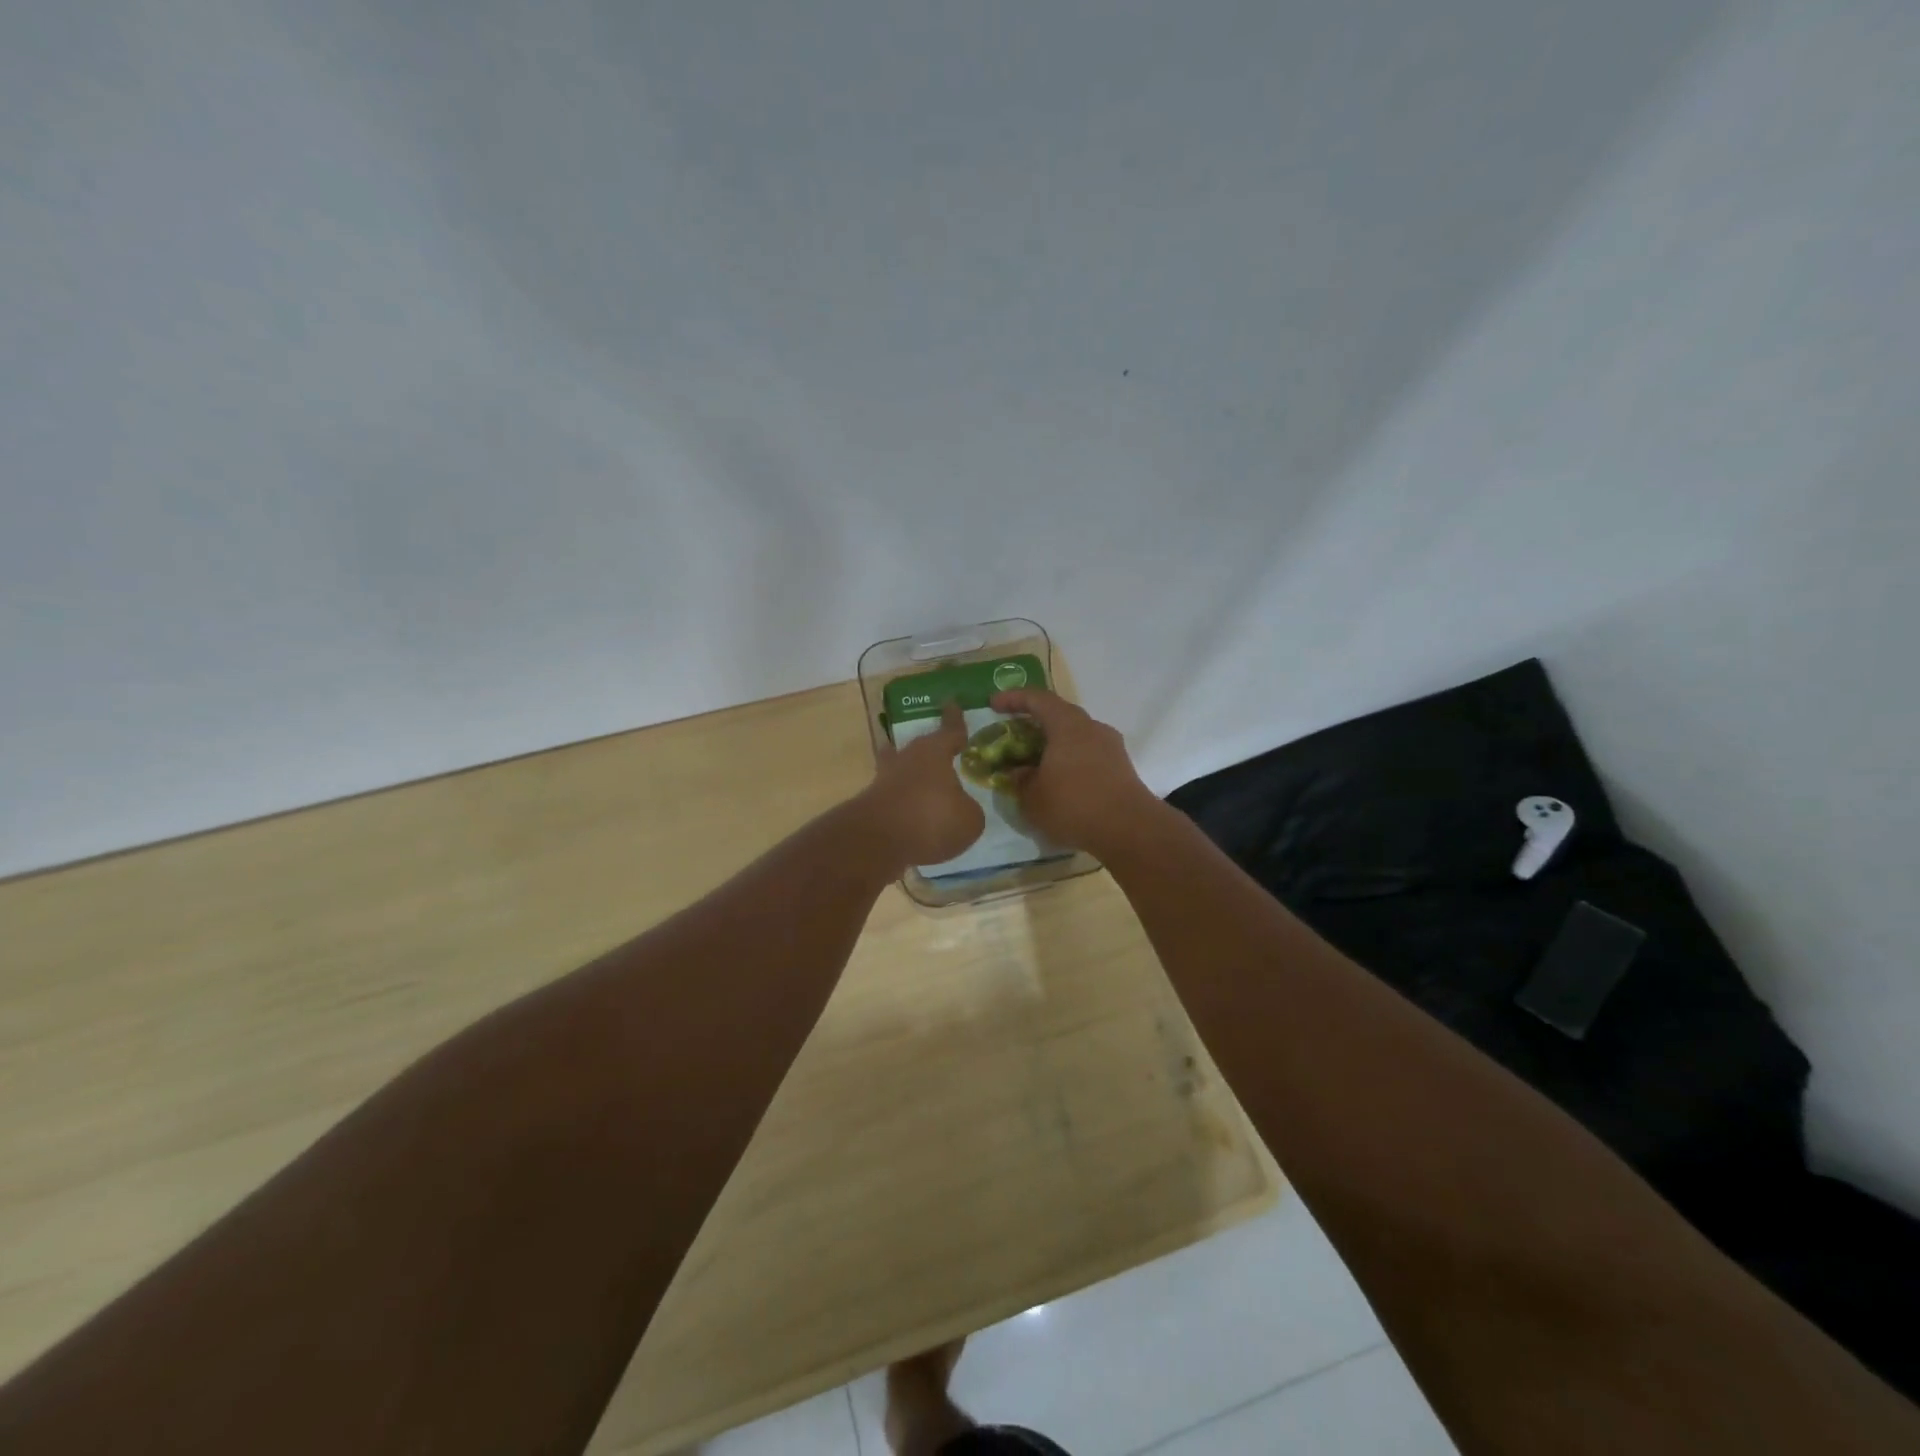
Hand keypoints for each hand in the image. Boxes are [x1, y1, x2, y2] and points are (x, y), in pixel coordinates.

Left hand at [858, 702, 985, 867]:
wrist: (878, 842)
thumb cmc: (931, 819)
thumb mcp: (969, 819)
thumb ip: (969, 809)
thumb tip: (961, 808)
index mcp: (934, 752)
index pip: (949, 730)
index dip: (954, 720)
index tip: (952, 704)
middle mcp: (907, 759)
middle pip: (919, 747)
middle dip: (929, 748)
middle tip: (940, 750)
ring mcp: (885, 781)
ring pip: (900, 769)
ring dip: (911, 775)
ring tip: (923, 782)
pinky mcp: (872, 804)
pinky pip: (894, 797)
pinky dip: (904, 803)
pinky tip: (914, 815)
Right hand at [989, 689, 1159, 853]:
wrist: (1129, 829)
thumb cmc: (1074, 805)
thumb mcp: (1032, 798)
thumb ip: (1020, 781)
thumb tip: (1019, 772)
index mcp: (1068, 725)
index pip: (1038, 699)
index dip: (1014, 698)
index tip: (994, 704)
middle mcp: (1092, 728)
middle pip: (1060, 715)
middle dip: (1035, 723)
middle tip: (1014, 736)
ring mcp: (1111, 747)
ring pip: (1076, 737)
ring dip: (1054, 745)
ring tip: (1036, 764)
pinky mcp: (1122, 768)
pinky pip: (1089, 755)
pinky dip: (1070, 761)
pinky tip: (1060, 783)